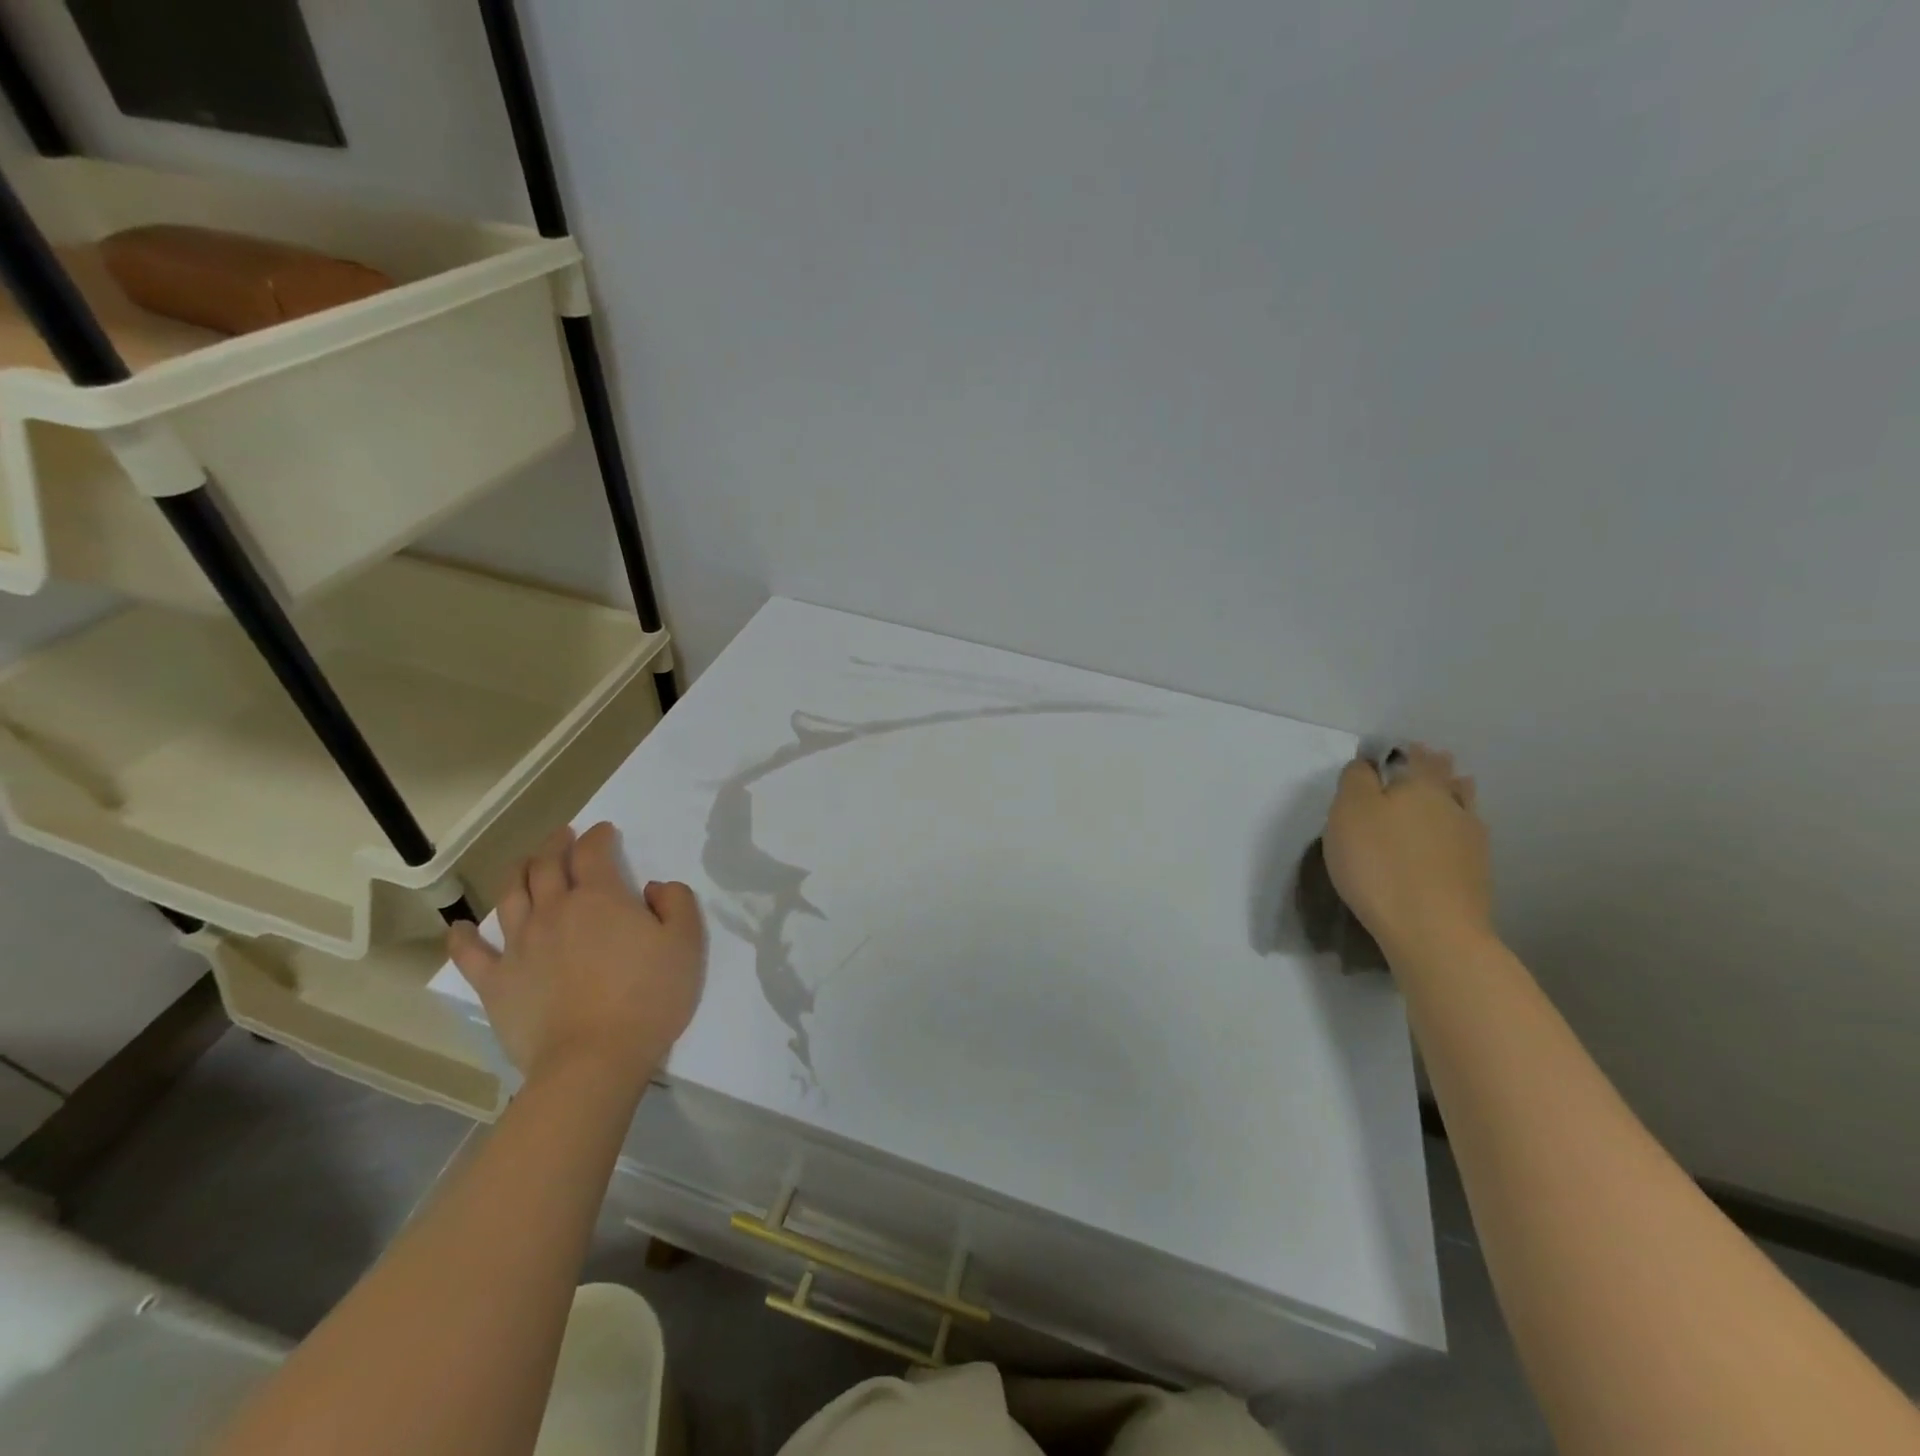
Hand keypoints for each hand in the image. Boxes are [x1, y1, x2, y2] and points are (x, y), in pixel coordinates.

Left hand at [447, 822, 705, 1098]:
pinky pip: (470, 953)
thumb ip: (677, 903)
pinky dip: (463, 936)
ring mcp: (519, 945)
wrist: (593, 1059)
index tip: (605, 832)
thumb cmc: (649, 998)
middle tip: (563, 836)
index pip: (594, 852)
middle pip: (546, 865)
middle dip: (555, 844)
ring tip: (523, 863)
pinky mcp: (496, 982)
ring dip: (517, 872)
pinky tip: (460, 927)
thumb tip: (654, 887)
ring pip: (510, 895)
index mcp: (600, 897)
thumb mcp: (686, 944)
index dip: (599, 836)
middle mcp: (555, 910)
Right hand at [1322, 743, 1492, 957]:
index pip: (1413, 757)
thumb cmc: (1379, 863)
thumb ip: (1356, 780)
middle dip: (1435, 767)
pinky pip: (1467, 837)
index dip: (1402, 751)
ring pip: (1463, 805)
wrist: (1432, 930)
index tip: (1395, 749)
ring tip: (1452, 787)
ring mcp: (1471, 841)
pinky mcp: (1476, 874)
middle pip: (1445, 778)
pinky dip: (1458, 828)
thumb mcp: (1349, 812)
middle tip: (1427, 760)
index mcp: (1420, 785)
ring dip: (1456, 793)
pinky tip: (1454, 835)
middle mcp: (1452, 805)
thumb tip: (1367, 764)